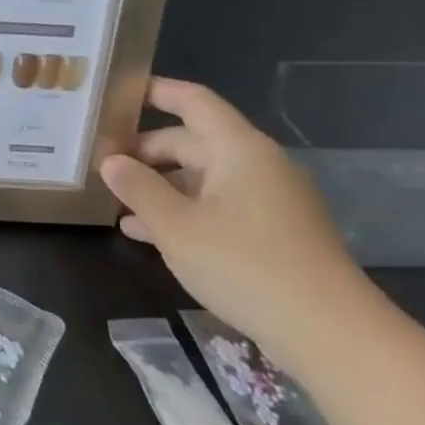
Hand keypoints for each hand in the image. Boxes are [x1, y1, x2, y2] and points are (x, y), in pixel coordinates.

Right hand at [100, 78, 380, 368]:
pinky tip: (142, 232)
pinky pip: (214, 205)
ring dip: (156, 184)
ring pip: (198, 177)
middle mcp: (255, 165)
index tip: (113, 94)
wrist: (328, 332)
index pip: (193, 102)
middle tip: (96, 163)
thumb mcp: (175, 226)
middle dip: (143, 150)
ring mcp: (265, 199)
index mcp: (238, 150)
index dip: (155, 92)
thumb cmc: (244, 265)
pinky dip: (179, 209)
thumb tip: (110, 161)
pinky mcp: (268, 231)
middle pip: (190, 141)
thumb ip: (137, 187)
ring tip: (110, 198)